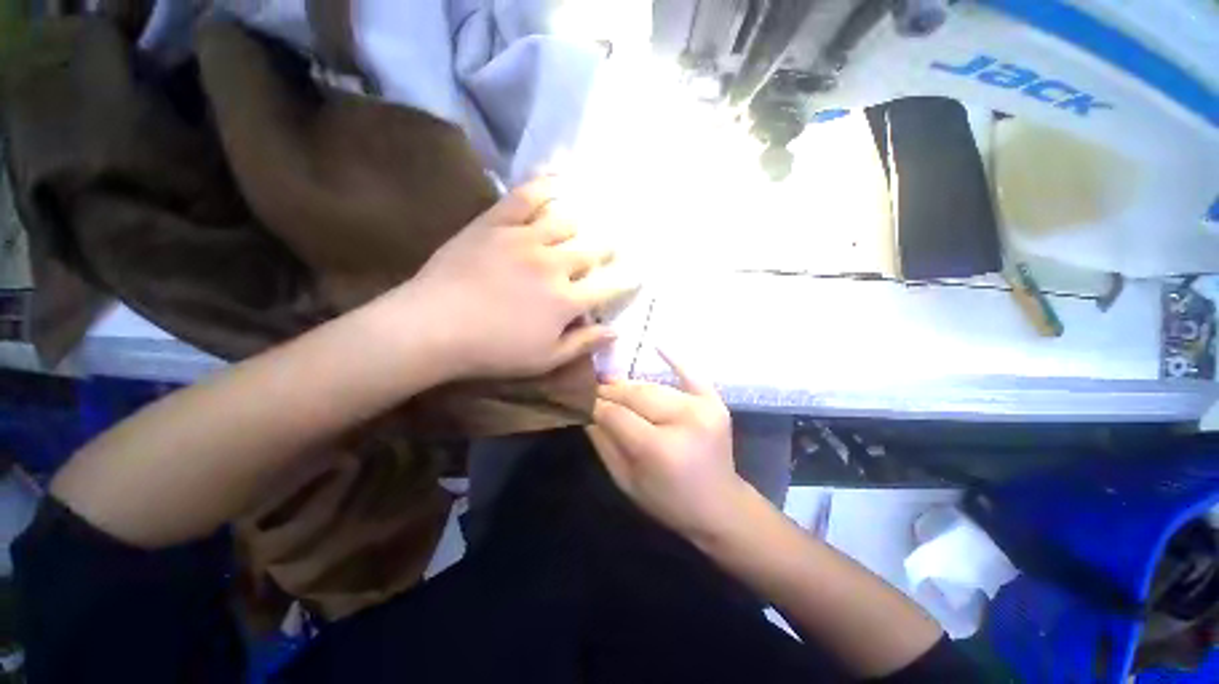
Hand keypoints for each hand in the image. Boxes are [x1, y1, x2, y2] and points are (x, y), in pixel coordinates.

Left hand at [401, 177, 619, 379]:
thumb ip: (583, 343)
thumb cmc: (492, 351)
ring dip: (583, 221)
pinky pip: (526, 196)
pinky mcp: (496, 223)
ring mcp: (525, 239)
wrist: (432, 327)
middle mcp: (554, 265)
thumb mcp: (545, 360)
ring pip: (567, 220)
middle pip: (594, 248)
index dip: (628, 280)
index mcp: (566, 301)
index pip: (610, 286)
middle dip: (609, 247)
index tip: (636, 275)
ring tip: (587, 220)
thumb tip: (615, 332)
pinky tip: (558, 178)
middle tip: (613, 245)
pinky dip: (545, 184)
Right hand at [589, 351, 749, 540]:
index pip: (617, 415)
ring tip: (611, 383)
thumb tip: (587, 410)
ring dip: (630, 385)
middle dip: (611, 391)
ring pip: (654, 387)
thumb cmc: (669, 502)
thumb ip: (604, 443)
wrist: (720, 505)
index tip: (581, 399)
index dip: (596, 405)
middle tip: (592, 388)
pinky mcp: (715, 402)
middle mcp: (683, 421)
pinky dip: (674, 359)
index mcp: (659, 448)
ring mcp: (703, 408)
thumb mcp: (627, 481)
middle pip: (636, 395)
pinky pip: (691, 374)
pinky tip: (657, 345)